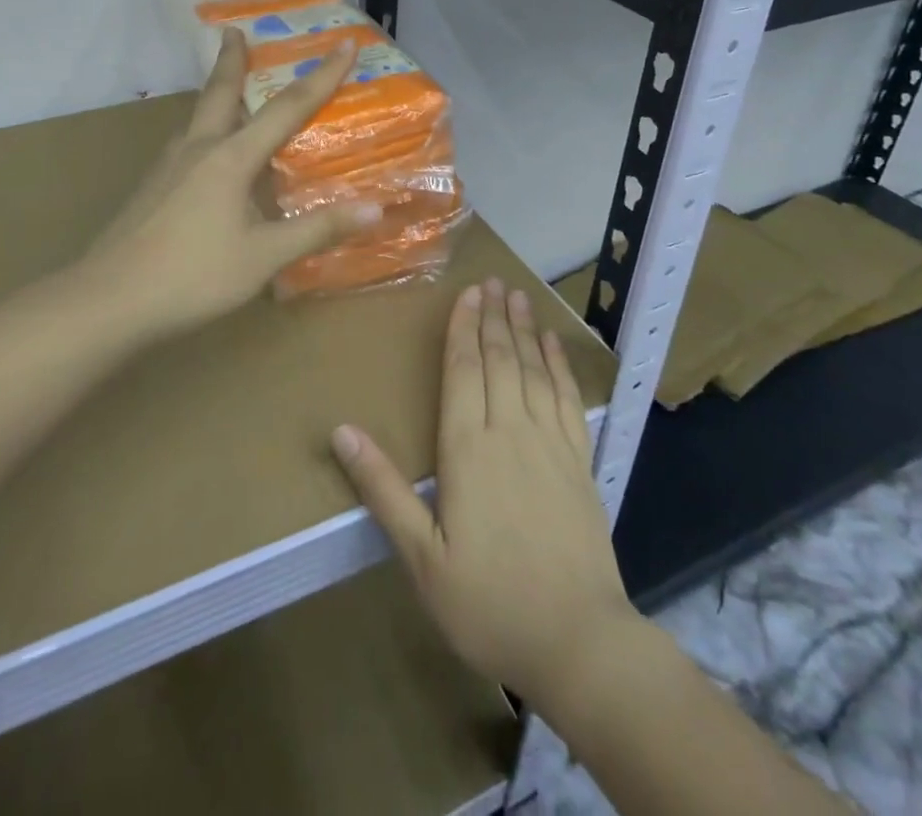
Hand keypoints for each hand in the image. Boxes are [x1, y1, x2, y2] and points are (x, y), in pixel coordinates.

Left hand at [79, 28, 382, 339]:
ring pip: (198, 117)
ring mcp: (167, 167)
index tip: (344, 44)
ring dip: (216, 95)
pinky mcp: (151, 188)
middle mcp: (197, 149)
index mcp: (230, 158)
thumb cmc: (194, 276)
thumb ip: (317, 230)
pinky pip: (186, 145)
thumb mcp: (264, 256)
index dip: (321, 76)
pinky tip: (205, 156)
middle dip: (232, 59)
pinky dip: (204, 132)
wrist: (108, 300)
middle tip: (233, 31)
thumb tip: (375, 210)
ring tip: (227, 90)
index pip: (287, 108)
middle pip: (220, 92)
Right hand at [330, 279, 639, 710]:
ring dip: (525, 330)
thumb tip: (341, 432)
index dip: (463, 329)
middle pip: (500, 360)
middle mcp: (510, 432)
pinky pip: (568, 399)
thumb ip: (383, 489)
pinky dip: (559, 366)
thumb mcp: (421, 557)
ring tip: (518, 296)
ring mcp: (551, 444)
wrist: (578, 641)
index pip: (463, 372)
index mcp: (468, 450)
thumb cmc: (488, 602)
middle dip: (493, 317)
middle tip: (492, 281)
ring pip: (534, 370)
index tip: (466, 294)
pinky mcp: (580, 461)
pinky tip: (553, 346)